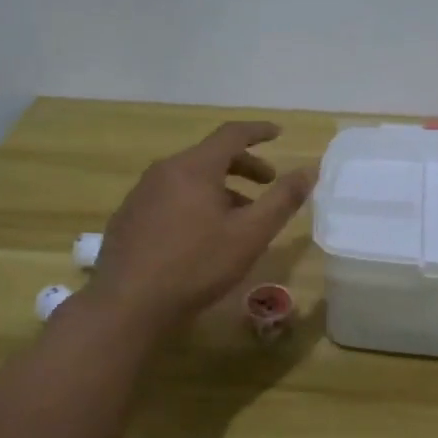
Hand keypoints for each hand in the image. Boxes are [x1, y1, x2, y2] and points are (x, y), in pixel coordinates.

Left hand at [89, 121, 315, 332]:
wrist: (127, 305)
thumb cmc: (196, 266)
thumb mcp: (250, 235)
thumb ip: (282, 200)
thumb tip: (309, 170)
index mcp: (195, 167)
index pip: (232, 134)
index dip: (258, 131)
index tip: (278, 133)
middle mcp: (164, 170)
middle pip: (210, 156)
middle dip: (244, 165)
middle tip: (267, 183)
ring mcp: (141, 193)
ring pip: (189, 178)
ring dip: (220, 188)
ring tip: (238, 216)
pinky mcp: (128, 217)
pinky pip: (169, 196)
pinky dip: (194, 202)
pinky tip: (200, 235)